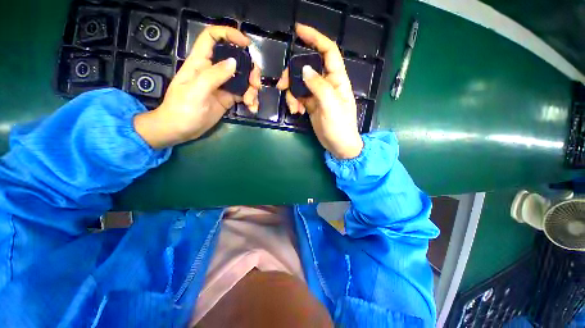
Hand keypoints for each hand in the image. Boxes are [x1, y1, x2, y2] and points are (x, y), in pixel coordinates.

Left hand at [134, 26, 260, 148]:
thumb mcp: (196, 91)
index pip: (213, 38)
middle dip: (250, 70)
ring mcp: (222, 85)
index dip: (229, 34)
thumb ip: (213, 76)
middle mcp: (213, 71)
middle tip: (255, 85)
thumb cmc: (182, 110)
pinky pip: (244, 94)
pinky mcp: (228, 98)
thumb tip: (234, 63)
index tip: (247, 44)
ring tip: (251, 103)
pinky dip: (251, 100)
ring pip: (243, 79)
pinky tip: (252, 108)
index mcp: (200, 63)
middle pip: (236, 60)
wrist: (180, 130)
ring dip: (252, 89)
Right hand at [277, 24, 362, 158]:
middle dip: (293, 74)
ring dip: (292, 93)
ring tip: (294, 108)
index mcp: (337, 79)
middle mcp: (327, 84)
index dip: (315, 38)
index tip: (299, 30)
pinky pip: (299, 97)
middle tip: (283, 85)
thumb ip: (319, 86)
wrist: (339, 146)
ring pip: (300, 84)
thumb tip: (305, 69)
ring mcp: (318, 95)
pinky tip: (296, 112)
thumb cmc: (340, 126)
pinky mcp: (311, 105)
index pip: (328, 52)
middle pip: (308, 68)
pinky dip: (294, 102)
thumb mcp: (331, 106)